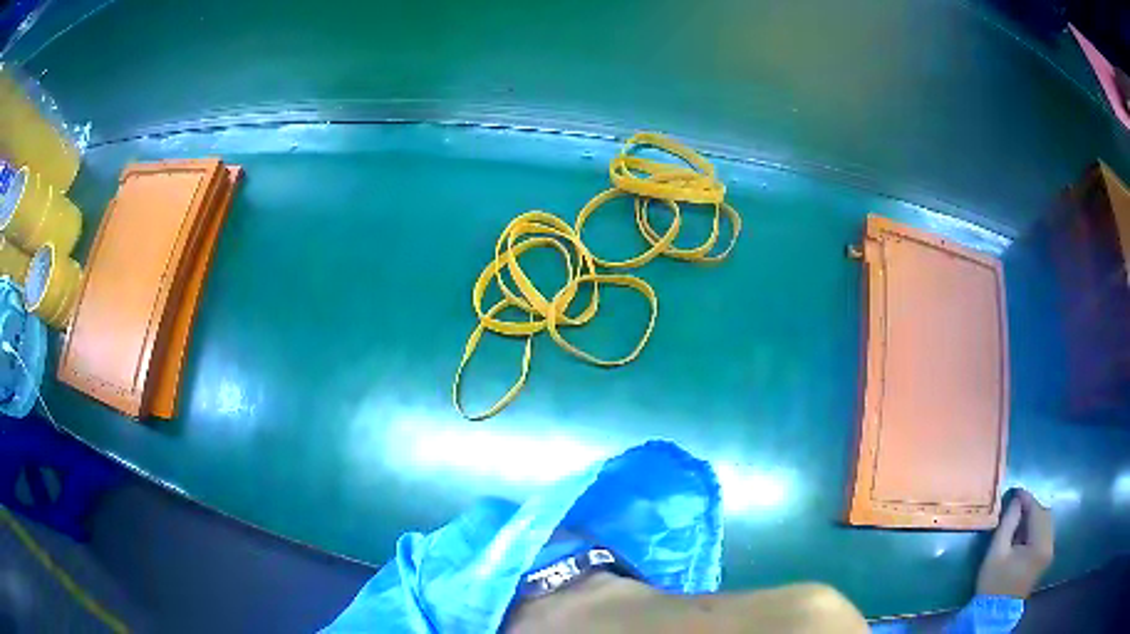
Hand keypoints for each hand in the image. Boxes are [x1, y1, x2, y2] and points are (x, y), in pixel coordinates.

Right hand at [976, 489, 1054, 598]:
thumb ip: (1008, 523)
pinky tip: (1024, 533)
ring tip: (1019, 519)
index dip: (1026, 499)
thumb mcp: (996, 553)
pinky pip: (1045, 534)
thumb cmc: (994, 583)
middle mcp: (1050, 546)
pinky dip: (1036, 528)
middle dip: (1031, 508)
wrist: (994, 613)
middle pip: (1045, 515)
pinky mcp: (1046, 558)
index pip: (1037, 512)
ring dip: (1034, 518)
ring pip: (1046, 523)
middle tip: (1016, 506)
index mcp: (1040, 545)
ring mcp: (1049, 553)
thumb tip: (1016, 501)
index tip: (1015, 492)